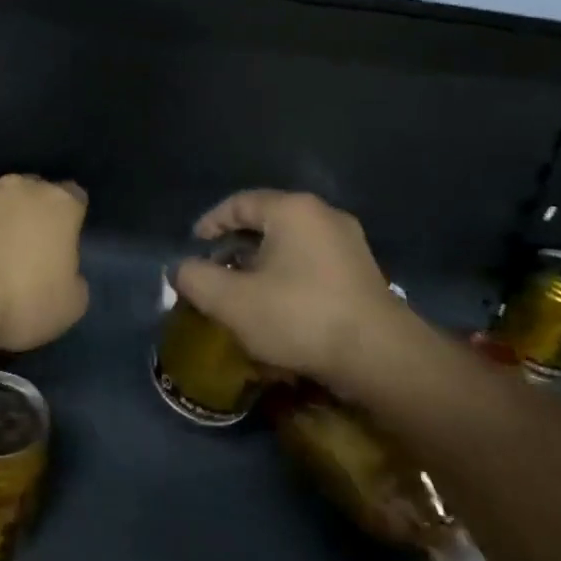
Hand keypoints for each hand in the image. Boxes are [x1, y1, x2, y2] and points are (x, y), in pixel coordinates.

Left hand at [0, 175, 89, 356]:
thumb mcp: (70, 306)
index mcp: (58, 203)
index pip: (75, 197)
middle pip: (34, 194)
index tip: (65, 243)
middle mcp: (20, 187)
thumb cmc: (21, 299)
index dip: (71, 220)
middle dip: (33, 215)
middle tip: (30, 249)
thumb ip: (75, 279)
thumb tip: (65, 273)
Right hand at [171, 190, 420, 393]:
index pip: (240, 203)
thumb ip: (196, 279)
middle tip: (215, 270)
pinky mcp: (362, 271)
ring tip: (242, 291)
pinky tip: (278, 304)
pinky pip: (312, 262)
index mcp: (292, 210)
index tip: (194, 245)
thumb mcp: (231, 301)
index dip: (211, 222)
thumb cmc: (299, 317)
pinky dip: (287, 274)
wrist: (379, 357)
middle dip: (236, 245)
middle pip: (267, 221)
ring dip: (262, 262)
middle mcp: (323, 215)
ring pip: (290, 243)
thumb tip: (181, 269)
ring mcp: (348, 242)